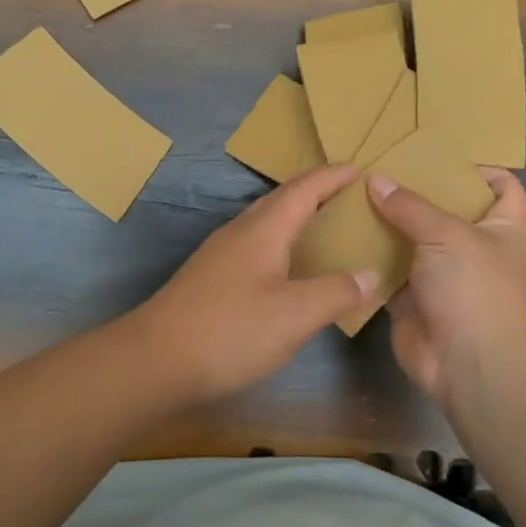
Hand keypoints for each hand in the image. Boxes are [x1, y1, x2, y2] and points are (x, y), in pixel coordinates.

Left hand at [136, 164, 377, 400]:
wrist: (155, 360)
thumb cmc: (230, 331)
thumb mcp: (295, 315)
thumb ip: (336, 292)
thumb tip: (370, 274)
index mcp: (263, 230)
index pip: (304, 189)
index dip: (333, 176)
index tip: (360, 167)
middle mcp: (240, 232)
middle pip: (281, 199)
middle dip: (315, 190)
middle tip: (348, 194)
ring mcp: (220, 254)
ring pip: (265, 221)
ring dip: (296, 215)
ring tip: (324, 225)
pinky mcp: (210, 277)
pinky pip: (255, 244)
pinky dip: (281, 241)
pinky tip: (288, 266)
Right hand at [367, 168, 525, 405]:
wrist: (469, 364)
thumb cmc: (475, 288)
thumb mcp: (447, 234)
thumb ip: (409, 205)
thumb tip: (375, 179)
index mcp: (503, 227)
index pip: (501, 185)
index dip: (475, 168)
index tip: (433, 155)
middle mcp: (474, 247)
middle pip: (446, 209)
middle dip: (415, 191)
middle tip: (377, 167)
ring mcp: (442, 274)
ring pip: (412, 240)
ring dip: (387, 223)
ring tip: (352, 193)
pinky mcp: (412, 298)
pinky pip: (389, 269)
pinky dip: (370, 255)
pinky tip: (343, 233)